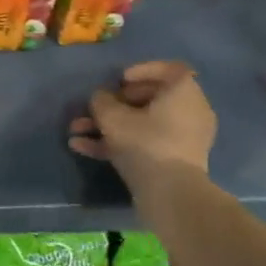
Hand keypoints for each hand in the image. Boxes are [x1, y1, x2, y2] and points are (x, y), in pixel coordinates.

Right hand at [68, 61, 215, 189]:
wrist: (171, 195)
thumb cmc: (146, 144)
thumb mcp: (113, 118)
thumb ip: (101, 101)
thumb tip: (100, 98)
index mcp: (183, 92)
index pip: (169, 70)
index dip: (141, 71)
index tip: (119, 80)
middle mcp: (189, 111)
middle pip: (149, 99)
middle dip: (113, 104)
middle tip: (91, 109)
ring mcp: (182, 139)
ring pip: (141, 124)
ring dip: (108, 126)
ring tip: (75, 132)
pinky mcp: (174, 161)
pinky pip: (145, 143)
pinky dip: (118, 144)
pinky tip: (83, 148)